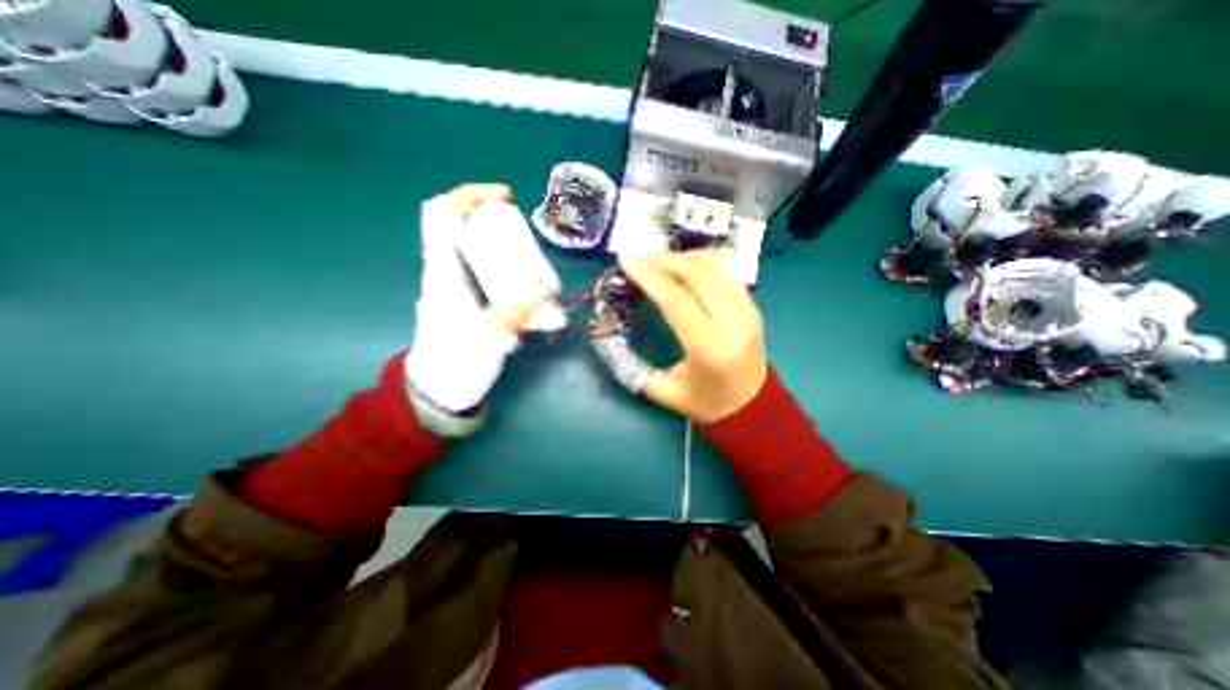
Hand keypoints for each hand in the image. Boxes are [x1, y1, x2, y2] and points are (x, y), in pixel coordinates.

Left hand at [405, 181, 558, 415]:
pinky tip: (533, 290)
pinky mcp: (473, 297)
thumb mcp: (484, 341)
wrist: (441, 387)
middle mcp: (449, 270)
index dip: (469, 195)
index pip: (442, 214)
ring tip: (539, 268)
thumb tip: (544, 297)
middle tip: (532, 243)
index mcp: (443, 271)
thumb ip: (513, 318)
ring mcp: (461, 284)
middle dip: (501, 225)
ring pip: (483, 250)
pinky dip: (513, 271)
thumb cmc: (455, 363)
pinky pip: (492, 271)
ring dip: (511, 249)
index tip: (505, 198)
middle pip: (469, 227)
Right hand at [627, 249, 765, 422]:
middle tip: (638, 259)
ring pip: (714, 265)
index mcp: (709, 347)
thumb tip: (605, 335)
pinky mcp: (752, 305)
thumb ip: (631, 365)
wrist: (752, 406)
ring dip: (682, 256)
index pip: (675, 299)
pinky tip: (683, 264)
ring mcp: (747, 309)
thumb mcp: (663, 391)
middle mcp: (733, 322)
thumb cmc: (706, 402)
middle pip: (696, 273)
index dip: (648, 276)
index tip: (625, 260)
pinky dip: (702, 261)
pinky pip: (726, 270)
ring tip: (657, 261)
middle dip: (663, 260)